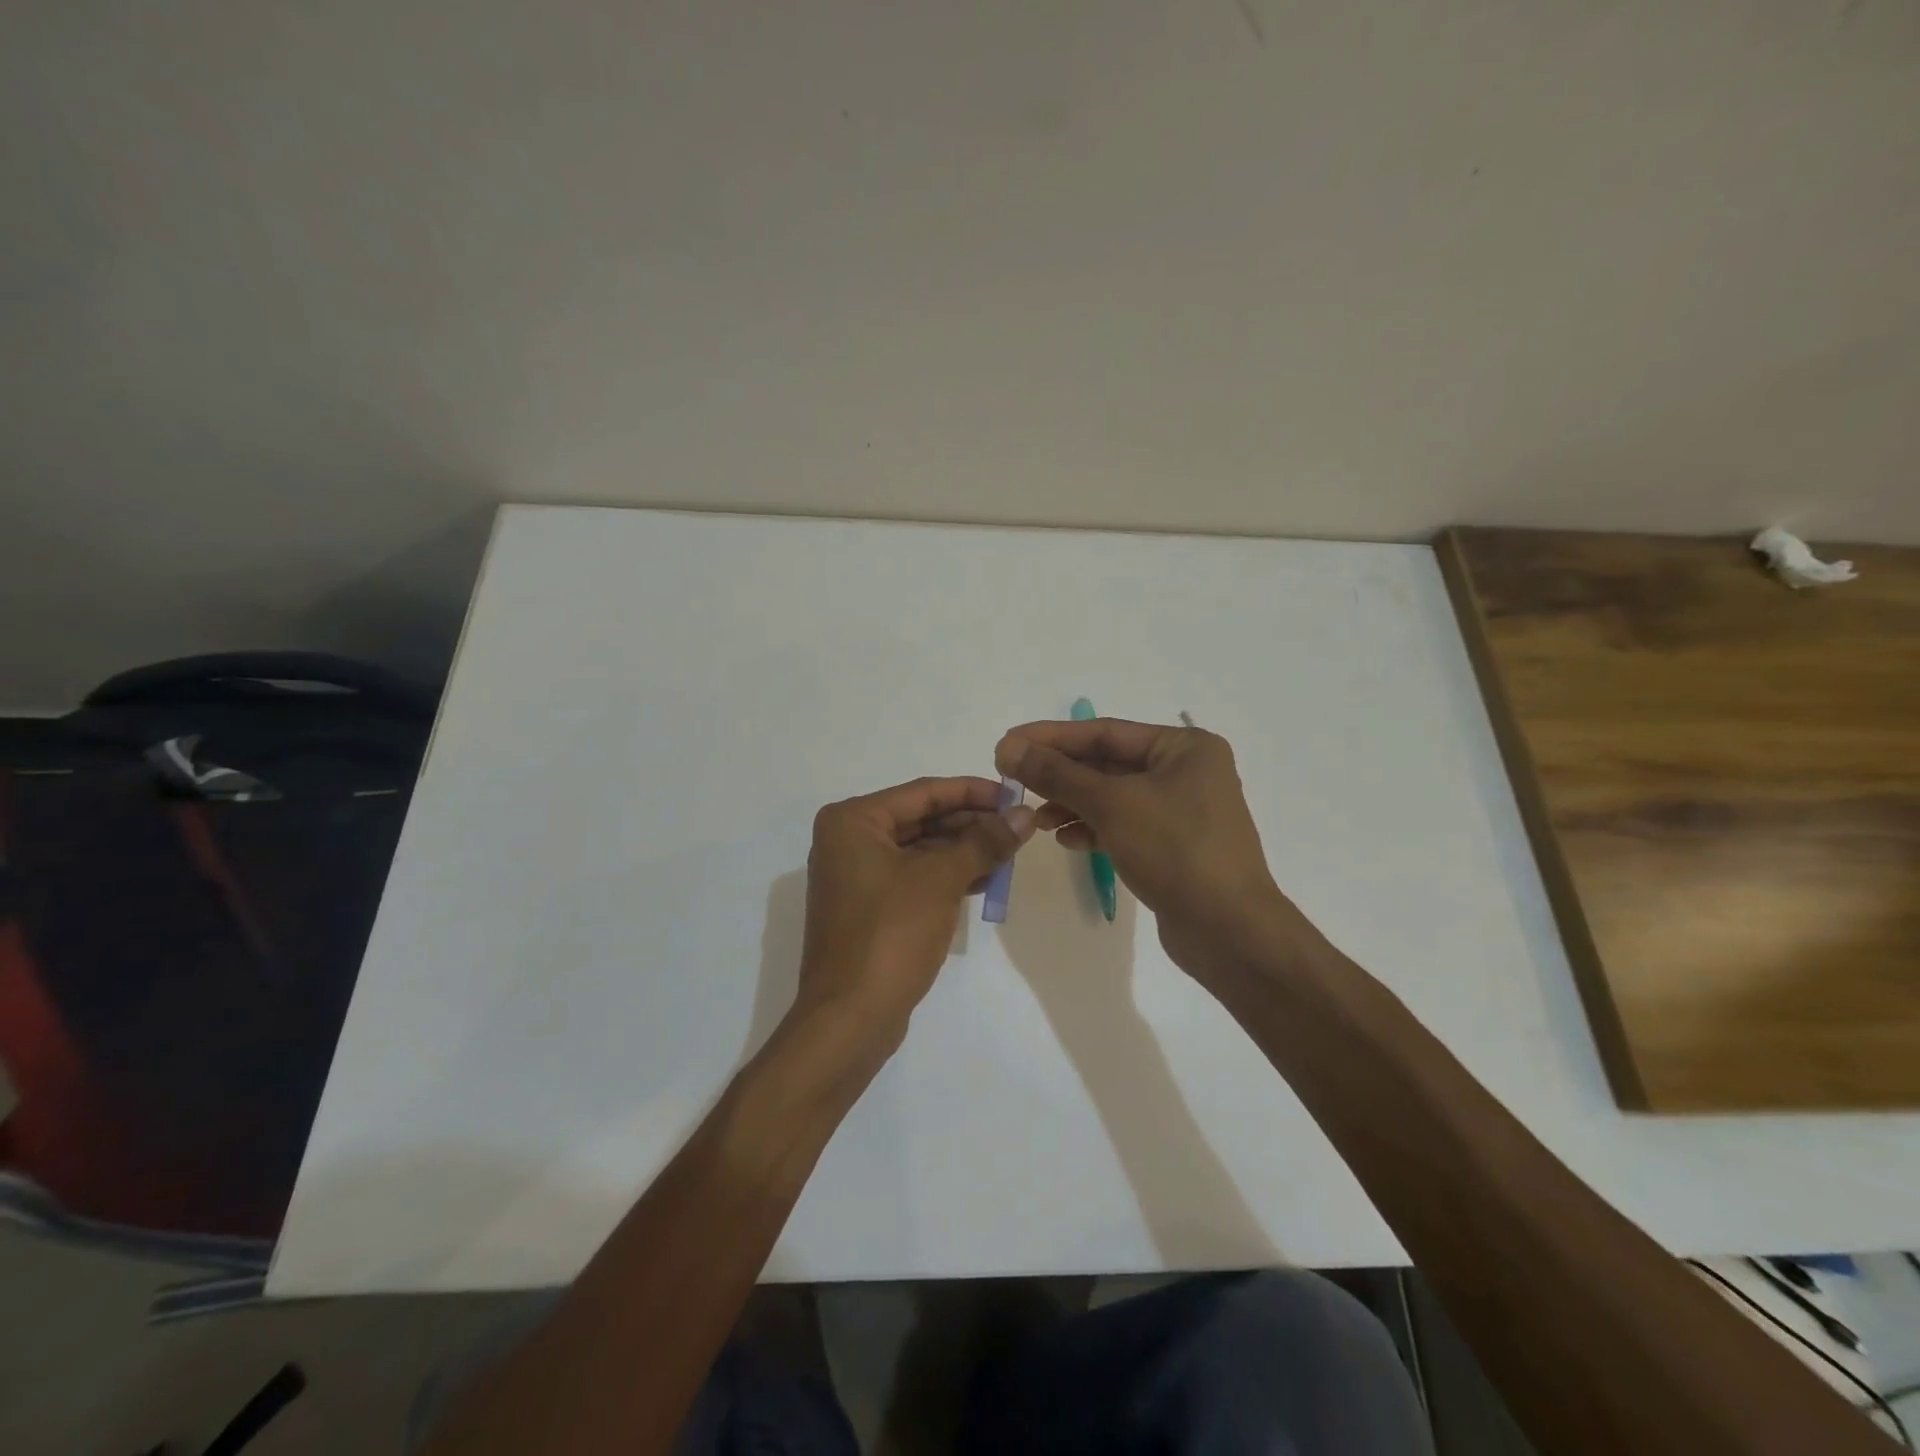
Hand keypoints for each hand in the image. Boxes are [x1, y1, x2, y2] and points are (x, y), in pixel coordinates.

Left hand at [795, 776, 1035, 1042]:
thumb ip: (984, 841)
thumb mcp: (942, 880)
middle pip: (922, 819)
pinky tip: (986, 881)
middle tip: (1019, 827)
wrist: (850, 1018)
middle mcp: (849, 841)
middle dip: (971, 823)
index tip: (1015, 794)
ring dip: (964, 850)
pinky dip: (949, 876)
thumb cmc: (891, 934)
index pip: (923, 792)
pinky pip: (915, 877)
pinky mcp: (870, 907)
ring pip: (921, 850)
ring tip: (1010, 853)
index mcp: (853, 821)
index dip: (973, 791)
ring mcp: (857, 876)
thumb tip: (1025, 815)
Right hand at [994, 719, 1312, 979]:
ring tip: (1037, 817)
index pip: (1105, 731)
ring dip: (1072, 803)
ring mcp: (1182, 811)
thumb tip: (1009, 748)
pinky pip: (1124, 825)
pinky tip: (1066, 839)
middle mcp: (1187, 772)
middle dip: (1060, 774)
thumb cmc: (1175, 850)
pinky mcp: (1174, 846)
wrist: (1229, 931)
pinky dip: (1094, 828)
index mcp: (1185, 748)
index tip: (1007, 744)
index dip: (1051, 737)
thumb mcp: (1111, 804)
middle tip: (1012, 779)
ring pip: (1113, 797)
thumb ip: (1057, 774)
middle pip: (1108, 763)